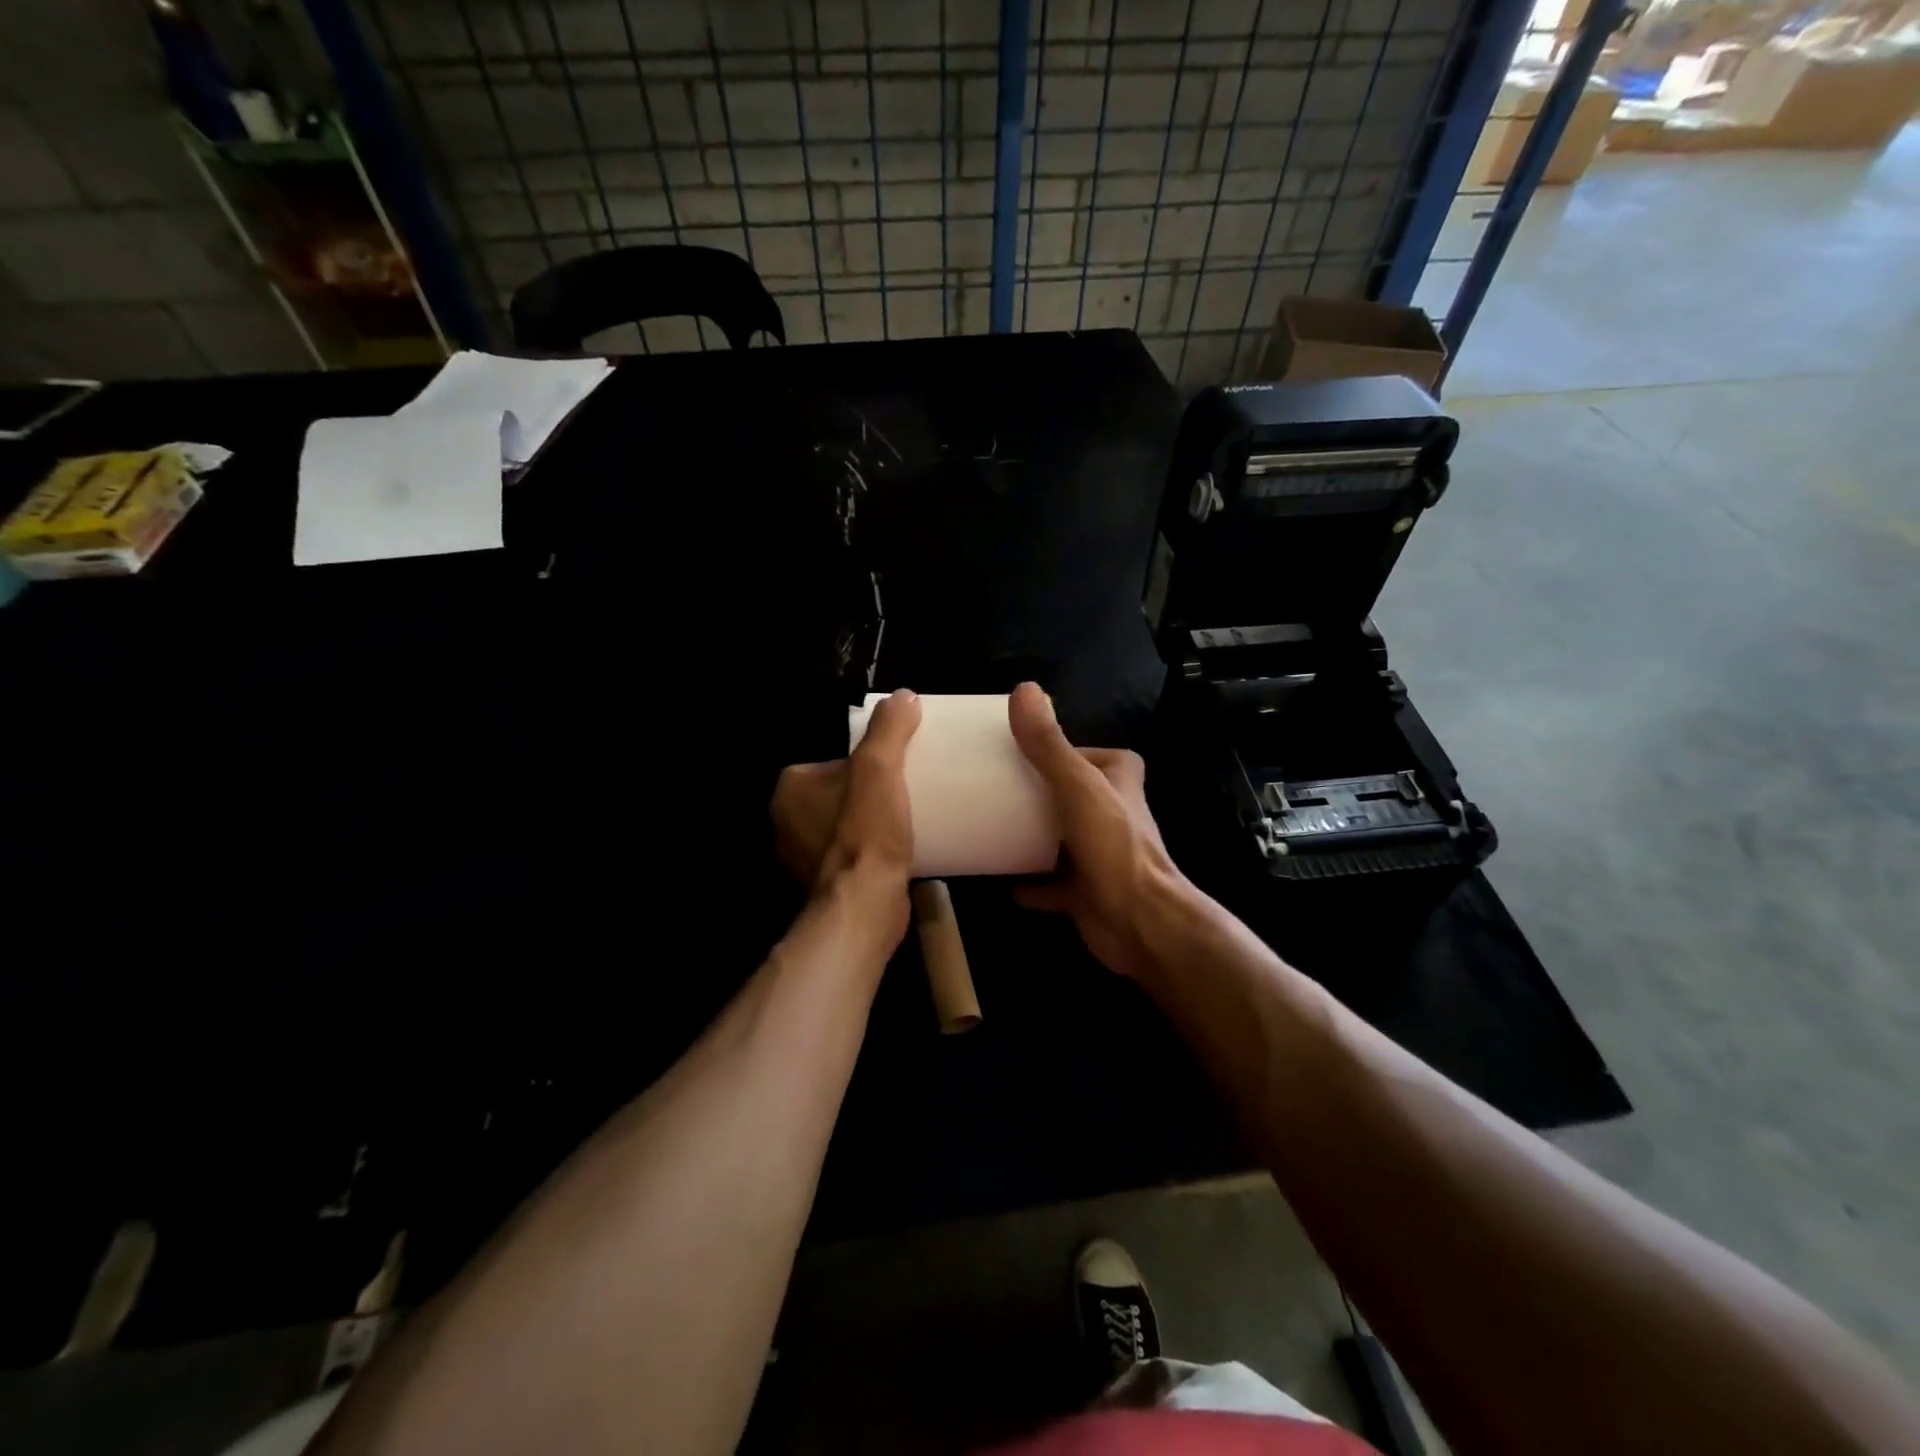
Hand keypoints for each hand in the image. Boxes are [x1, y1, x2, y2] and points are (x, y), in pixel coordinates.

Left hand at [771, 689, 921, 901]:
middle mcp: (784, 824)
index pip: (830, 763)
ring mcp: (801, 860)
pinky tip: (896, 853)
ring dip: (869, 825)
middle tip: (906, 793)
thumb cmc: (866, 830)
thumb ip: (889, 729)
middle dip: (867, 795)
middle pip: (838, 795)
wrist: (865, 905)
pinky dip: (868, 853)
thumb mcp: (880, 767)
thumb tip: (903, 696)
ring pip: (843, 828)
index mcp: (789, 789)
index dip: (864, 763)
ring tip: (906, 821)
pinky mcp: (822, 887)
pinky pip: (849, 857)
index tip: (894, 770)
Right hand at [1007, 682, 1190, 981]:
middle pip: (1071, 795)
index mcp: (1119, 780)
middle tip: (994, 789)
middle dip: (1038, 794)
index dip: (1060, 751)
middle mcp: (1114, 814)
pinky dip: (1031, 883)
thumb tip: (1023, 689)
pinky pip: (1052, 884)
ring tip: (991, 827)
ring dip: (1033, 836)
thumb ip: (1049, 744)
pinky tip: (1001, 880)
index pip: (1088, 755)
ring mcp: (1102, 855)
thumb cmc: (1113, 847)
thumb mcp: (1078, 787)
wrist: (1140, 923)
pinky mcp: (1089, 892)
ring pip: (1062, 837)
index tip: (1021, 752)